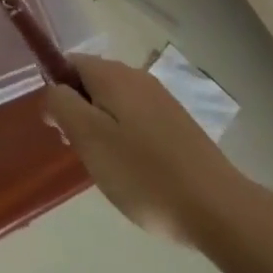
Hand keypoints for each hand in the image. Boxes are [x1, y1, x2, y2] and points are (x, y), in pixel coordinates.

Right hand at [44, 53, 257, 249]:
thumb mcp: (89, 138)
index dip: (57, 91)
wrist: (219, 209)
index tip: (59, 129)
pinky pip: (138, 121)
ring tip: (109, 168)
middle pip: (93, 82)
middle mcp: (138, 77)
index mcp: (113, 75)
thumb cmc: (144, 174)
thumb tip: (53, 90)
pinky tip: (136, 172)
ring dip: (103, 128)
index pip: (70, 63)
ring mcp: (163, 101)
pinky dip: (127, 139)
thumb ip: (62, 105)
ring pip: (115, 103)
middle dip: (79, 112)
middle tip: (82, 153)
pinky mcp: (179, 125)